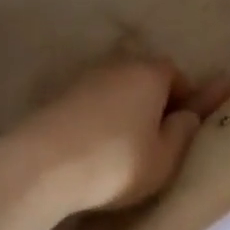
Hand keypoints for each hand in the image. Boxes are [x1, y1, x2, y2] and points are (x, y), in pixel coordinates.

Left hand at [0, 60, 229, 216]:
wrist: (43, 164)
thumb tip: (186, 115)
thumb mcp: (164, 159)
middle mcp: (119, 65)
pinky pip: (92, 102)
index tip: (183, 128)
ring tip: (123, 148)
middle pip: (144, 78)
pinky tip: (95, 147)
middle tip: (156, 139)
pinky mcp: (60, 95)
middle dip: (154, 102)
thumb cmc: (116, 162)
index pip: (177, 75)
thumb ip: (182, 133)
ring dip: (124, 110)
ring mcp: (86, 77)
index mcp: (150, 73)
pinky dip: (99, 118)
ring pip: (117, 89)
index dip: (185, 99)